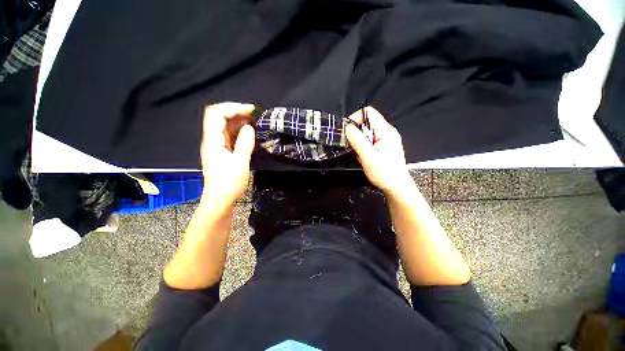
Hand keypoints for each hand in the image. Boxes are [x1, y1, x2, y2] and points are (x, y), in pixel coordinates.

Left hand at [200, 102, 255, 205]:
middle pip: (218, 117)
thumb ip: (244, 144)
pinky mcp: (222, 151)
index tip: (250, 110)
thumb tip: (249, 128)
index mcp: (213, 141)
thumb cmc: (229, 184)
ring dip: (237, 120)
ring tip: (253, 121)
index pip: (216, 114)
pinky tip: (248, 132)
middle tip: (253, 114)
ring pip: (224, 126)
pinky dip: (238, 130)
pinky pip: (229, 135)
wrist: (220, 200)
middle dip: (235, 111)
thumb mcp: (240, 163)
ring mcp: (216, 146)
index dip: (232, 107)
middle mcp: (212, 140)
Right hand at [345, 106, 412, 194]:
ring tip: (359, 154)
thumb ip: (358, 141)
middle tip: (352, 146)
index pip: (368, 113)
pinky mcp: (383, 146)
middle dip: (356, 132)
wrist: (396, 186)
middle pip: (367, 122)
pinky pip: (369, 140)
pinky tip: (363, 157)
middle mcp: (387, 132)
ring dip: (358, 141)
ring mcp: (385, 139)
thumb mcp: (368, 157)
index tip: (346, 131)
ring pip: (367, 132)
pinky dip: (363, 146)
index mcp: (385, 131)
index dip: (355, 118)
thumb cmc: (384, 173)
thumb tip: (347, 127)